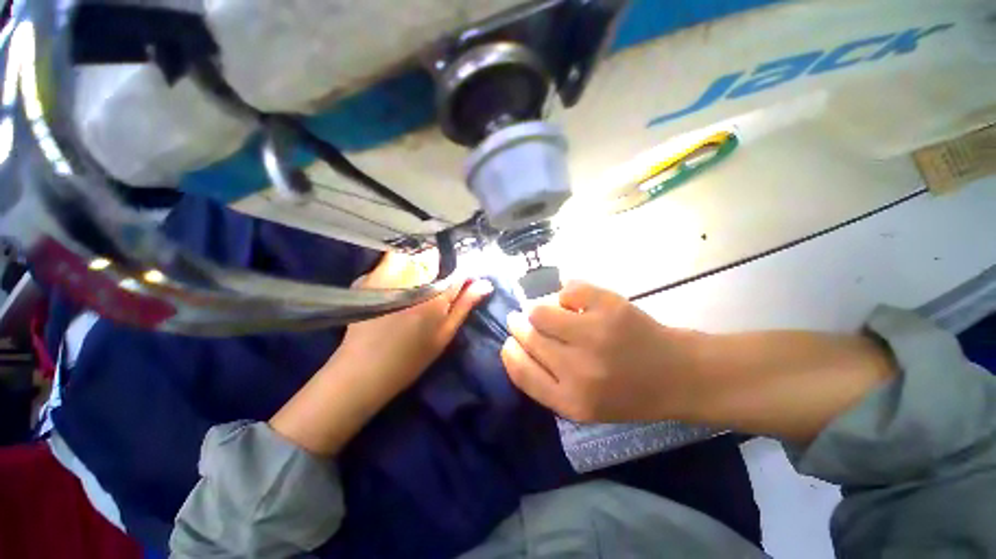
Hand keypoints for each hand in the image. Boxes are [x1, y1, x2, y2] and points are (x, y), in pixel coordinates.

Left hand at [271, 251, 491, 455]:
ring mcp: (388, 275)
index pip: (459, 269)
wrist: (363, 370)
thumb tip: (485, 283)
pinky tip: (400, 282)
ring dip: (422, 262)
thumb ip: (465, 305)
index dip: (465, 271)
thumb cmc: (411, 358)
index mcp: (435, 295)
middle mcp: (413, 278)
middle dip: (443, 264)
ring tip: (421, 280)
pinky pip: (393, 259)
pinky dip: (401, 265)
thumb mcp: (444, 334)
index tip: (466, 279)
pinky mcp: (370, 277)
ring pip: (414, 254)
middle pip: (436, 256)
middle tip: (440, 284)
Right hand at [501, 281, 704, 422]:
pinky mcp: (611, 307)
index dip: (510, 351)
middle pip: (529, 337)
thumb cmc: (627, 394)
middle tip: (522, 318)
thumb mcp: (582, 405)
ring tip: (551, 311)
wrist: (677, 375)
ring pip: (541, 311)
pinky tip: (576, 302)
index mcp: (571, 401)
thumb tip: (516, 342)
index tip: (510, 341)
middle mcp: (579, 370)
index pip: (520, 371)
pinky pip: (568, 290)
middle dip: (519, 325)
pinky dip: (567, 293)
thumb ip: (546, 381)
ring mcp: (595, 335)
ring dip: (540, 308)